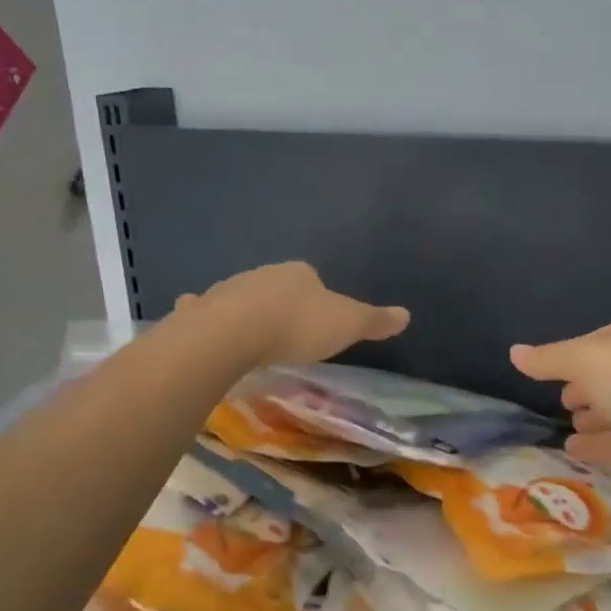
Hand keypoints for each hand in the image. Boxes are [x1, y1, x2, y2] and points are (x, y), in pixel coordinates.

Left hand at [182, 262, 408, 366]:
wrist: (235, 333)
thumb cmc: (297, 326)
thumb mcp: (347, 324)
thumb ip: (375, 321)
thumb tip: (407, 314)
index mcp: (299, 273)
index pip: (311, 278)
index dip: (316, 298)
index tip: (318, 320)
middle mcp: (264, 274)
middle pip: (276, 286)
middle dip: (281, 303)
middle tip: (287, 332)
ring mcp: (229, 289)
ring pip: (242, 297)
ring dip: (246, 310)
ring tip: (252, 336)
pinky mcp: (202, 311)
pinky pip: (204, 310)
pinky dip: (204, 314)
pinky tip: (203, 326)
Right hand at [511, 320, 610, 502]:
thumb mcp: (585, 360)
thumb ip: (548, 359)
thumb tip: (513, 352)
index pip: (594, 343)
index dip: (570, 355)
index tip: (547, 370)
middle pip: (606, 377)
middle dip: (584, 386)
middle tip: (562, 400)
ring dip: (592, 416)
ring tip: (568, 423)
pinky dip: (596, 445)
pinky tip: (572, 450)